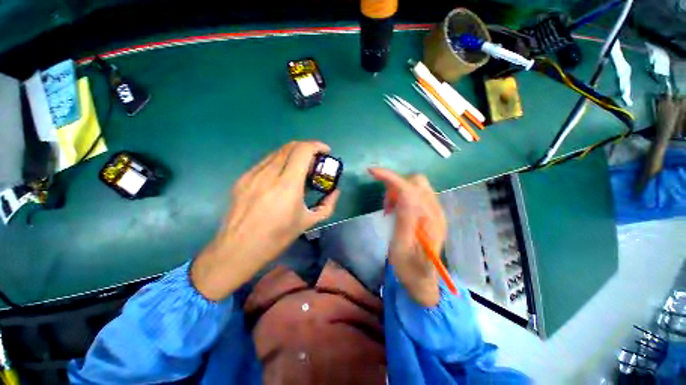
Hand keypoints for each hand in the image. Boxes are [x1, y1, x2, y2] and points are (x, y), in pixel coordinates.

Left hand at [191, 141, 339, 300]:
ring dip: (293, 154)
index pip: (303, 151)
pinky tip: (282, 176)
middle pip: (290, 146)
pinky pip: (266, 162)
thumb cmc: (277, 237)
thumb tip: (335, 192)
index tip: (326, 152)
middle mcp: (269, 174)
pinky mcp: (243, 178)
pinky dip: (279, 162)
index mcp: (287, 185)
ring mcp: (253, 174)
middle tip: (315, 161)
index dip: (317, 145)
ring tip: (300, 169)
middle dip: (307, 148)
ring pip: (277, 152)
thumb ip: (327, 205)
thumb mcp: (308, 222)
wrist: (238, 249)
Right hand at [369, 168, 445, 306]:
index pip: (410, 189)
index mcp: (428, 221)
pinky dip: (403, 195)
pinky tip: (397, 209)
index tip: (372, 172)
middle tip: (385, 204)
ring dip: (399, 190)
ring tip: (389, 209)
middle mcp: (436, 211)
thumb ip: (404, 220)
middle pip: (416, 181)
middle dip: (396, 184)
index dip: (391, 177)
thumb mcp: (401, 248)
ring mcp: (435, 211)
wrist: (423, 280)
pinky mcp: (431, 213)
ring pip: (416, 185)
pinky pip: (417, 193)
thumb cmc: (409, 268)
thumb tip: (401, 195)